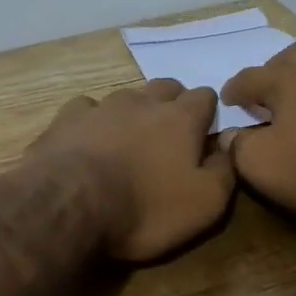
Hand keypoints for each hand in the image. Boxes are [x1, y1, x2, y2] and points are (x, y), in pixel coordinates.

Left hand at [28, 79, 235, 261]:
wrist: (69, 206)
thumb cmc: (145, 208)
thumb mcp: (204, 204)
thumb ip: (224, 171)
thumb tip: (228, 148)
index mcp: (181, 119)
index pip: (204, 96)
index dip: (208, 111)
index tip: (204, 132)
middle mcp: (143, 102)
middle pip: (165, 87)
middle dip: (172, 103)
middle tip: (170, 133)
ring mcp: (101, 107)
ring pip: (126, 95)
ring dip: (133, 111)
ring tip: (130, 137)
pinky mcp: (66, 119)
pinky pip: (86, 108)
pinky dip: (93, 120)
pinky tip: (88, 138)